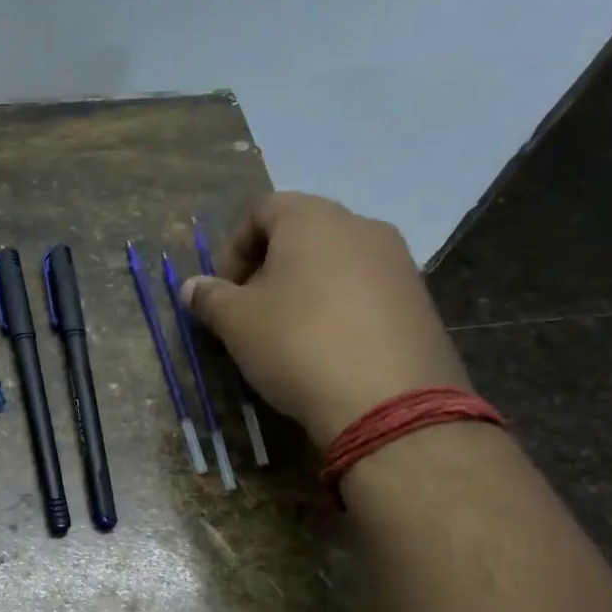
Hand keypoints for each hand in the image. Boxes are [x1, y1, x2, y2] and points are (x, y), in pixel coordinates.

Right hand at [179, 193, 470, 444]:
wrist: (388, 400)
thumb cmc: (296, 343)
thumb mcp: (235, 322)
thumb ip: (209, 297)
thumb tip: (191, 287)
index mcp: (313, 218)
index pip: (262, 210)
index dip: (233, 249)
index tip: (223, 291)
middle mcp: (361, 225)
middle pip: (301, 234)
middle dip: (268, 269)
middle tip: (250, 313)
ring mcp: (398, 261)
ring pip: (335, 263)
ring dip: (304, 289)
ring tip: (288, 334)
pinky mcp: (420, 299)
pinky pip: (365, 291)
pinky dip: (339, 309)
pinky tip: (327, 349)